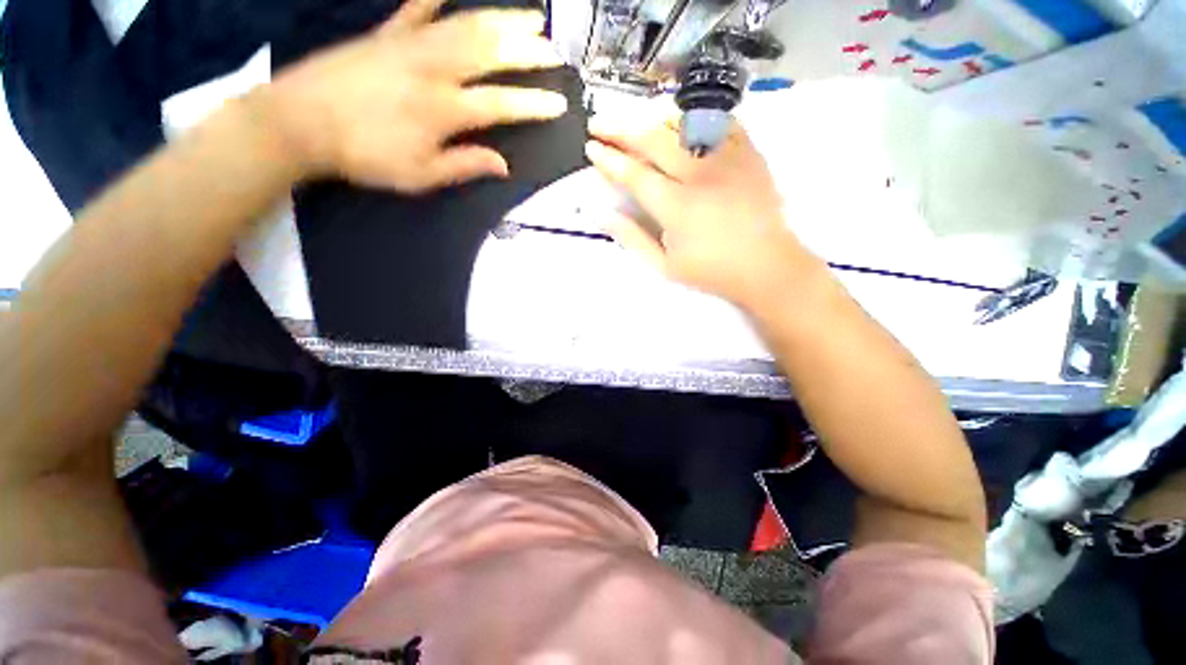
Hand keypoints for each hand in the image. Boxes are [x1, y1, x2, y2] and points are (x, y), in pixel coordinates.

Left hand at [264, 0, 567, 192]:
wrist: (300, 122)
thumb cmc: (365, 156)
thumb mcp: (420, 176)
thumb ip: (465, 165)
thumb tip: (503, 165)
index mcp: (444, 109)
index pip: (502, 104)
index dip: (533, 105)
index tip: (559, 104)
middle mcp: (434, 69)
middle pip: (490, 53)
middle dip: (527, 51)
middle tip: (554, 51)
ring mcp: (410, 45)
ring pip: (466, 25)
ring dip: (503, 19)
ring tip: (532, 15)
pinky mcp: (387, 34)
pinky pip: (418, 7)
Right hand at [585, 115, 818, 309]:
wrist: (767, 265)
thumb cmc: (712, 271)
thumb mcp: (665, 265)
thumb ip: (631, 238)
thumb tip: (601, 215)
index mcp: (675, 206)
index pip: (633, 173)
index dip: (609, 158)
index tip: (591, 147)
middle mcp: (698, 174)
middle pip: (653, 139)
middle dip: (620, 128)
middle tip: (599, 122)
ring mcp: (727, 158)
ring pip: (683, 123)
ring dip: (653, 120)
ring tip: (638, 124)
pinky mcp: (749, 153)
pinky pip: (719, 122)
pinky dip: (696, 119)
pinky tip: (683, 125)